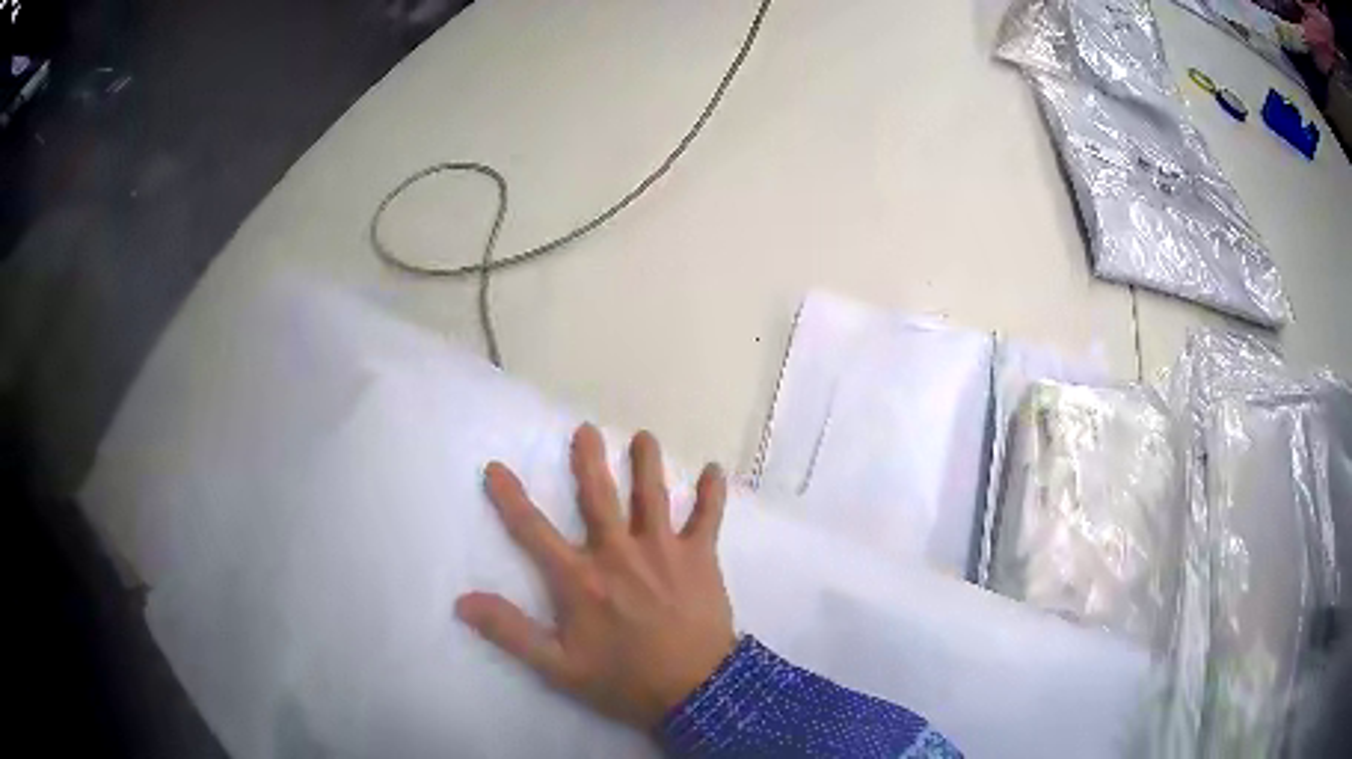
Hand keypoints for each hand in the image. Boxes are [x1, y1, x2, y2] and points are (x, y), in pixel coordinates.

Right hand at [455, 424, 736, 729]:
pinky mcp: (700, 558)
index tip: (495, 467)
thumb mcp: (558, 667)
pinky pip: (708, 517)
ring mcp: (663, 551)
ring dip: (647, 463)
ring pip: (652, 496)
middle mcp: (619, 553)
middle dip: (589, 461)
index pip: (533, 531)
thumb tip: (462, 601)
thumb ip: (511, 632)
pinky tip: (714, 469)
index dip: (510, 498)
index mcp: (581, 579)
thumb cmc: (624, 680)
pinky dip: (712, 493)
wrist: (695, 692)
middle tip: (585, 429)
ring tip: (644, 437)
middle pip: (598, 497)